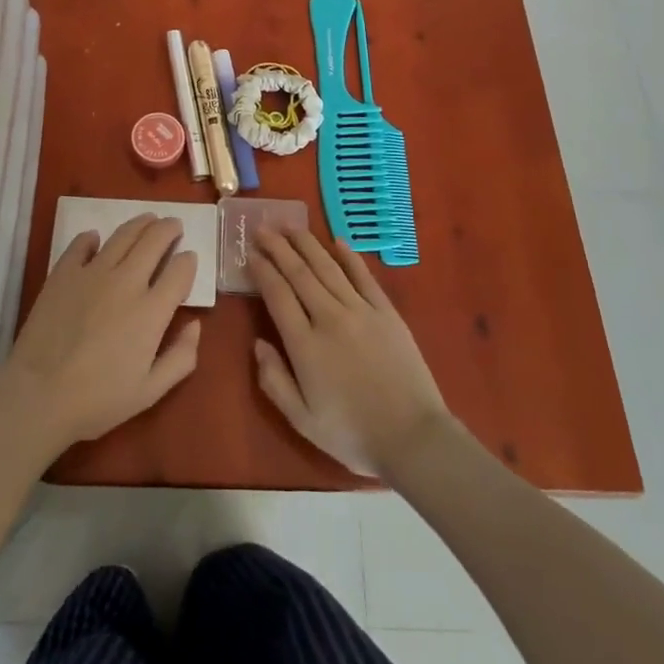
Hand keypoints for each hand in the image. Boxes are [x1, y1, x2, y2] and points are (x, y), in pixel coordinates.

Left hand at [0, 215, 201, 456]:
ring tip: (147, 220)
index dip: (189, 261)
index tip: (189, 258)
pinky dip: (92, 238)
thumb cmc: (98, 400)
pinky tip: (96, 239)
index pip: (180, 270)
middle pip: (154, 240)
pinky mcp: (63, 272)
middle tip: (173, 225)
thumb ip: (181, 357)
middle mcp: (127, 281)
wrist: (39, 395)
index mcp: (152, 310)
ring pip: (123, 235)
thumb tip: (195, 325)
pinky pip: (81, 244)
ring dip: (140, 223)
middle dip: (169, 229)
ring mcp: (93, 272)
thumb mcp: (150, 391)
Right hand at [249, 228, 451, 477]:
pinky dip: (349, 256)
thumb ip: (274, 381)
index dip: (262, 271)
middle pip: (299, 273)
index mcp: (305, 345)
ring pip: (328, 267)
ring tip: (290, 226)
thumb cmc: (353, 434)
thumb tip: (257, 344)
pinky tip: (337, 241)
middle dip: (278, 247)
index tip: (250, 253)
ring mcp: (361, 311)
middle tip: (262, 228)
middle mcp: (330, 318)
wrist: (413, 438)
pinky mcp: (386, 312)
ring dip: (306, 243)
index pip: (278, 295)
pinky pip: (363, 276)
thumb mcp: (302, 420)